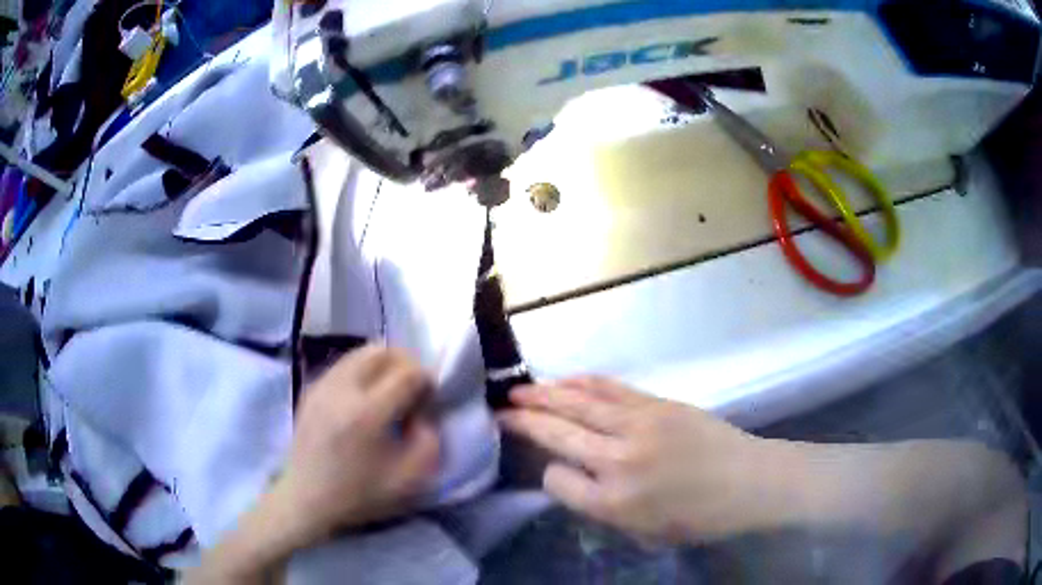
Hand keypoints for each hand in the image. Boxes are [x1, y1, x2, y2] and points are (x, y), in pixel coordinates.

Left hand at [189, 347, 440, 583]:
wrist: (306, 499)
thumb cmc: (359, 494)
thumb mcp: (409, 479)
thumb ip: (428, 440)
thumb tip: (422, 412)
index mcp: (368, 413)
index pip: (407, 373)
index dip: (426, 380)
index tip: (429, 399)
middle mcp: (342, 389)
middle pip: (382, 350)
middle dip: (405, 363)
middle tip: (412, 389)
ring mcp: (322, 385)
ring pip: (361, 352)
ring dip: (383, 365)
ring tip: (388, 392)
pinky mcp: (311, 389)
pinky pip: (344, 365)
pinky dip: (362, 372)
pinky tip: (364, 399)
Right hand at [499, 377, 778, 543]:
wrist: (749, 481)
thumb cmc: (699, 517)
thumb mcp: (644, 532)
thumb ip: (602, 508)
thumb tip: (571, 477)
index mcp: (613, 502)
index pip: (557, 481)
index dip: (547, 475)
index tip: (549, 470)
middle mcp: (617, 460)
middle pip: (557, 433)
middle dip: (523, 421)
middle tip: (499, 410)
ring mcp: (637, 426)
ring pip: (577, 404)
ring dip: (544, 395)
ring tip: (518, 391)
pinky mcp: (655, 403)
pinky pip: (608, 389)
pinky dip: (580, 383)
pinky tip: (563, 381)